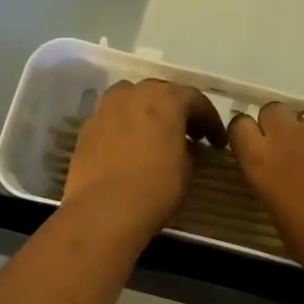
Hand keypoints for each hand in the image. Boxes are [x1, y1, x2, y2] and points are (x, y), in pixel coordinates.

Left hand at [62, 80, 225, 240]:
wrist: (103, 210)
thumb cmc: (156, 187)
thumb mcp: (188, 170)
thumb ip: (191, 150)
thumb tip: (188, 146)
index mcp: (165, 98)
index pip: (195, 99)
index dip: (210, 120)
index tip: (217, 141)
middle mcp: (134, 94)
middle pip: (160, 93)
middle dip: (177, 110)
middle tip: (189, 133)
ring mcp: (106, 109)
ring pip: (131, 99)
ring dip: (146, 112)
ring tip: (155, 135)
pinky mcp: (86, 129)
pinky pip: (112, 119)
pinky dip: (124, 127)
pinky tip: (129, 148)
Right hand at [228, 103, 303, 275]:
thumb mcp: (278, 214)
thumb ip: (273, 181)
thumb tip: (282, 175)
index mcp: (261, 159)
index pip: (240, 125)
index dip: (249, 133)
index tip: (257, 146)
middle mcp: (288, 134)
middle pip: (274, 110)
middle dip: (280, 125)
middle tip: (294, 150)